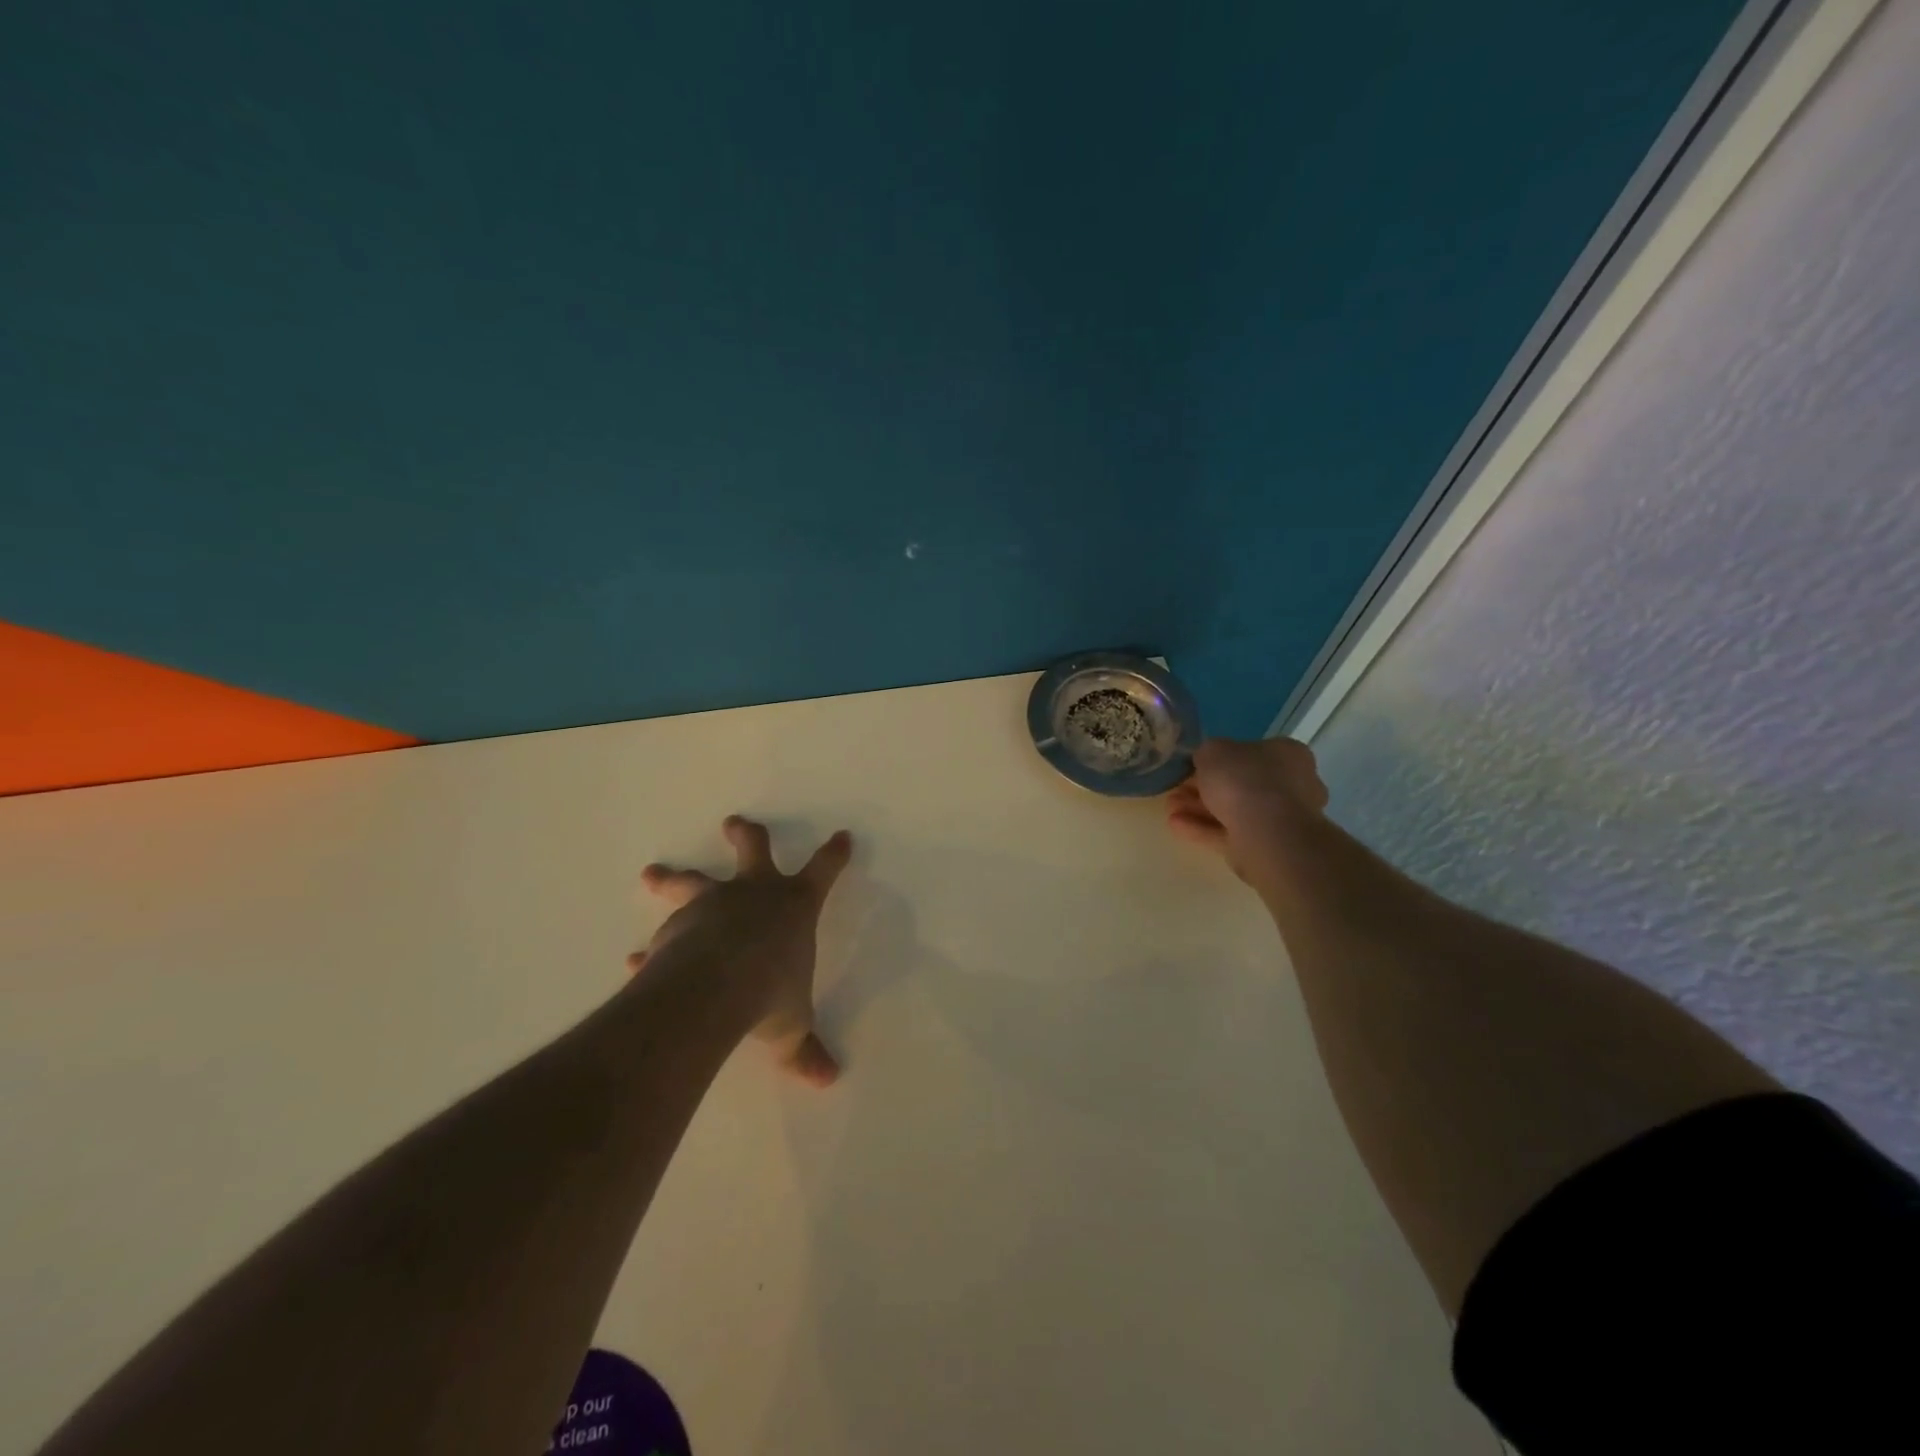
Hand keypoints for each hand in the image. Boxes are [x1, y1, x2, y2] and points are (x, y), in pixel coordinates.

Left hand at [627, 816, 852, 1087]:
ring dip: (672, 877)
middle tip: (732, 823)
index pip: (824, 871)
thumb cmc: (770, 995)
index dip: (834, 854)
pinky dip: (649, 950)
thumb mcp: (791, 1027)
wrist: (713, 990)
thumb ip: (804, 1049)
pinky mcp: (676, 928)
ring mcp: (712, 906)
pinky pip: (662, 938)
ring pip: (692, 881)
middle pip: (753, 850)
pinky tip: (634, 961)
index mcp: (793, 906)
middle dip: (745, 835)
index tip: (842, 836)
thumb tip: (828, 1079)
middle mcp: (753, 895)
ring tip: (652, 873)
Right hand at [1166, 738, 1328, 886]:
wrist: (1267, 833)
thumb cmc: (1244, 781)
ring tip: (1169, 808)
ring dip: (1198, 808)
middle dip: (1203, 787)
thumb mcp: (1213, 751)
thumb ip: (1207, 752)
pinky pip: (1229, 833)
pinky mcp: (1265, 846)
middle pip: (1239, 783)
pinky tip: (1176, 825)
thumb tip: (1207, 760)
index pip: (1251, 752)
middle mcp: (1290, 784)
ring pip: (1232, 810)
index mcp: (1287, 754)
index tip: (1192, 765)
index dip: (1219, 758)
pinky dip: (1203, 828)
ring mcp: (1279, 819)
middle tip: (1176, 788)